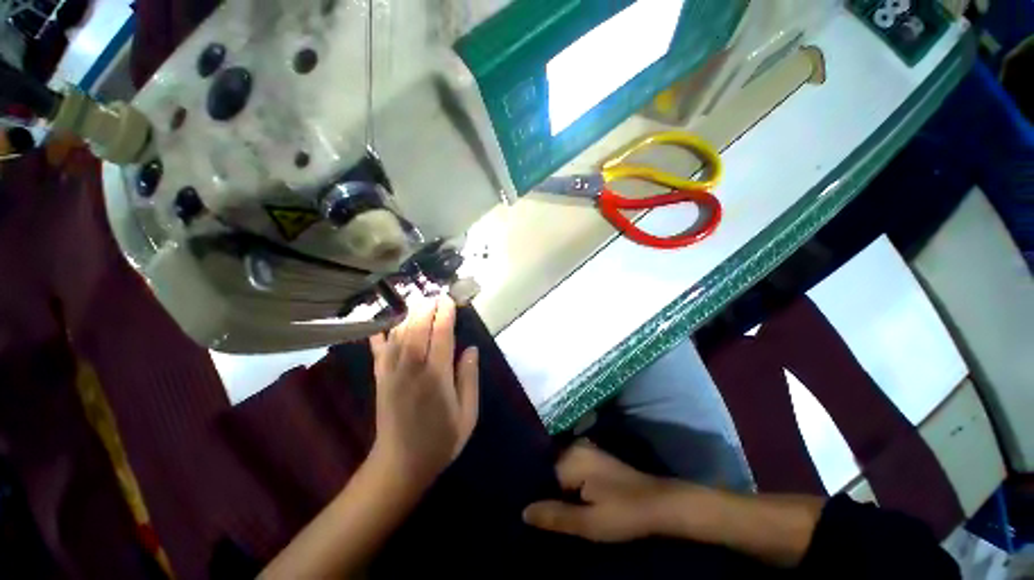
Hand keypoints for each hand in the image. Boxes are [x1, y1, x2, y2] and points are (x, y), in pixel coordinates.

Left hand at [369, 295, 479, 494]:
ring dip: (408, 315)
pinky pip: (378, 350)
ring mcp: (391, 372)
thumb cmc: (440, 441)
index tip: (449, 299)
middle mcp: (412, 369)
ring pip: (398, 334)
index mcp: (436, 377)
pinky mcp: (379, 378)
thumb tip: (471, 349)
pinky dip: (380, 333)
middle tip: (435, 295)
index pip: (442, 335)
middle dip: (426, 308)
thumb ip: (469, 379)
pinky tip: (383, 321)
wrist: (400, 465)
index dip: (445, 314)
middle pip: (417, 329)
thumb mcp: (467, 414)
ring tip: (418, 302)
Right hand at [522, 441, 679, 542]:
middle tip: (538, 514)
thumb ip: (555, 516)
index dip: (534, 494)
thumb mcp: (588, 523)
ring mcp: (585, 450)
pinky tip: (566, 499)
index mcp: (571, 457)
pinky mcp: (593, 457)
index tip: (528, 512)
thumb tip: (523, 511)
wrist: (659, 504)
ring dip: (555, 488)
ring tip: (549, 509)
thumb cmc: (624, 514)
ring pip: (559, 470)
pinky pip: (570, 468)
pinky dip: (566, 484)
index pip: (541, 474)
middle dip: (544, 490)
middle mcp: (575, 447)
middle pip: (549, 469)